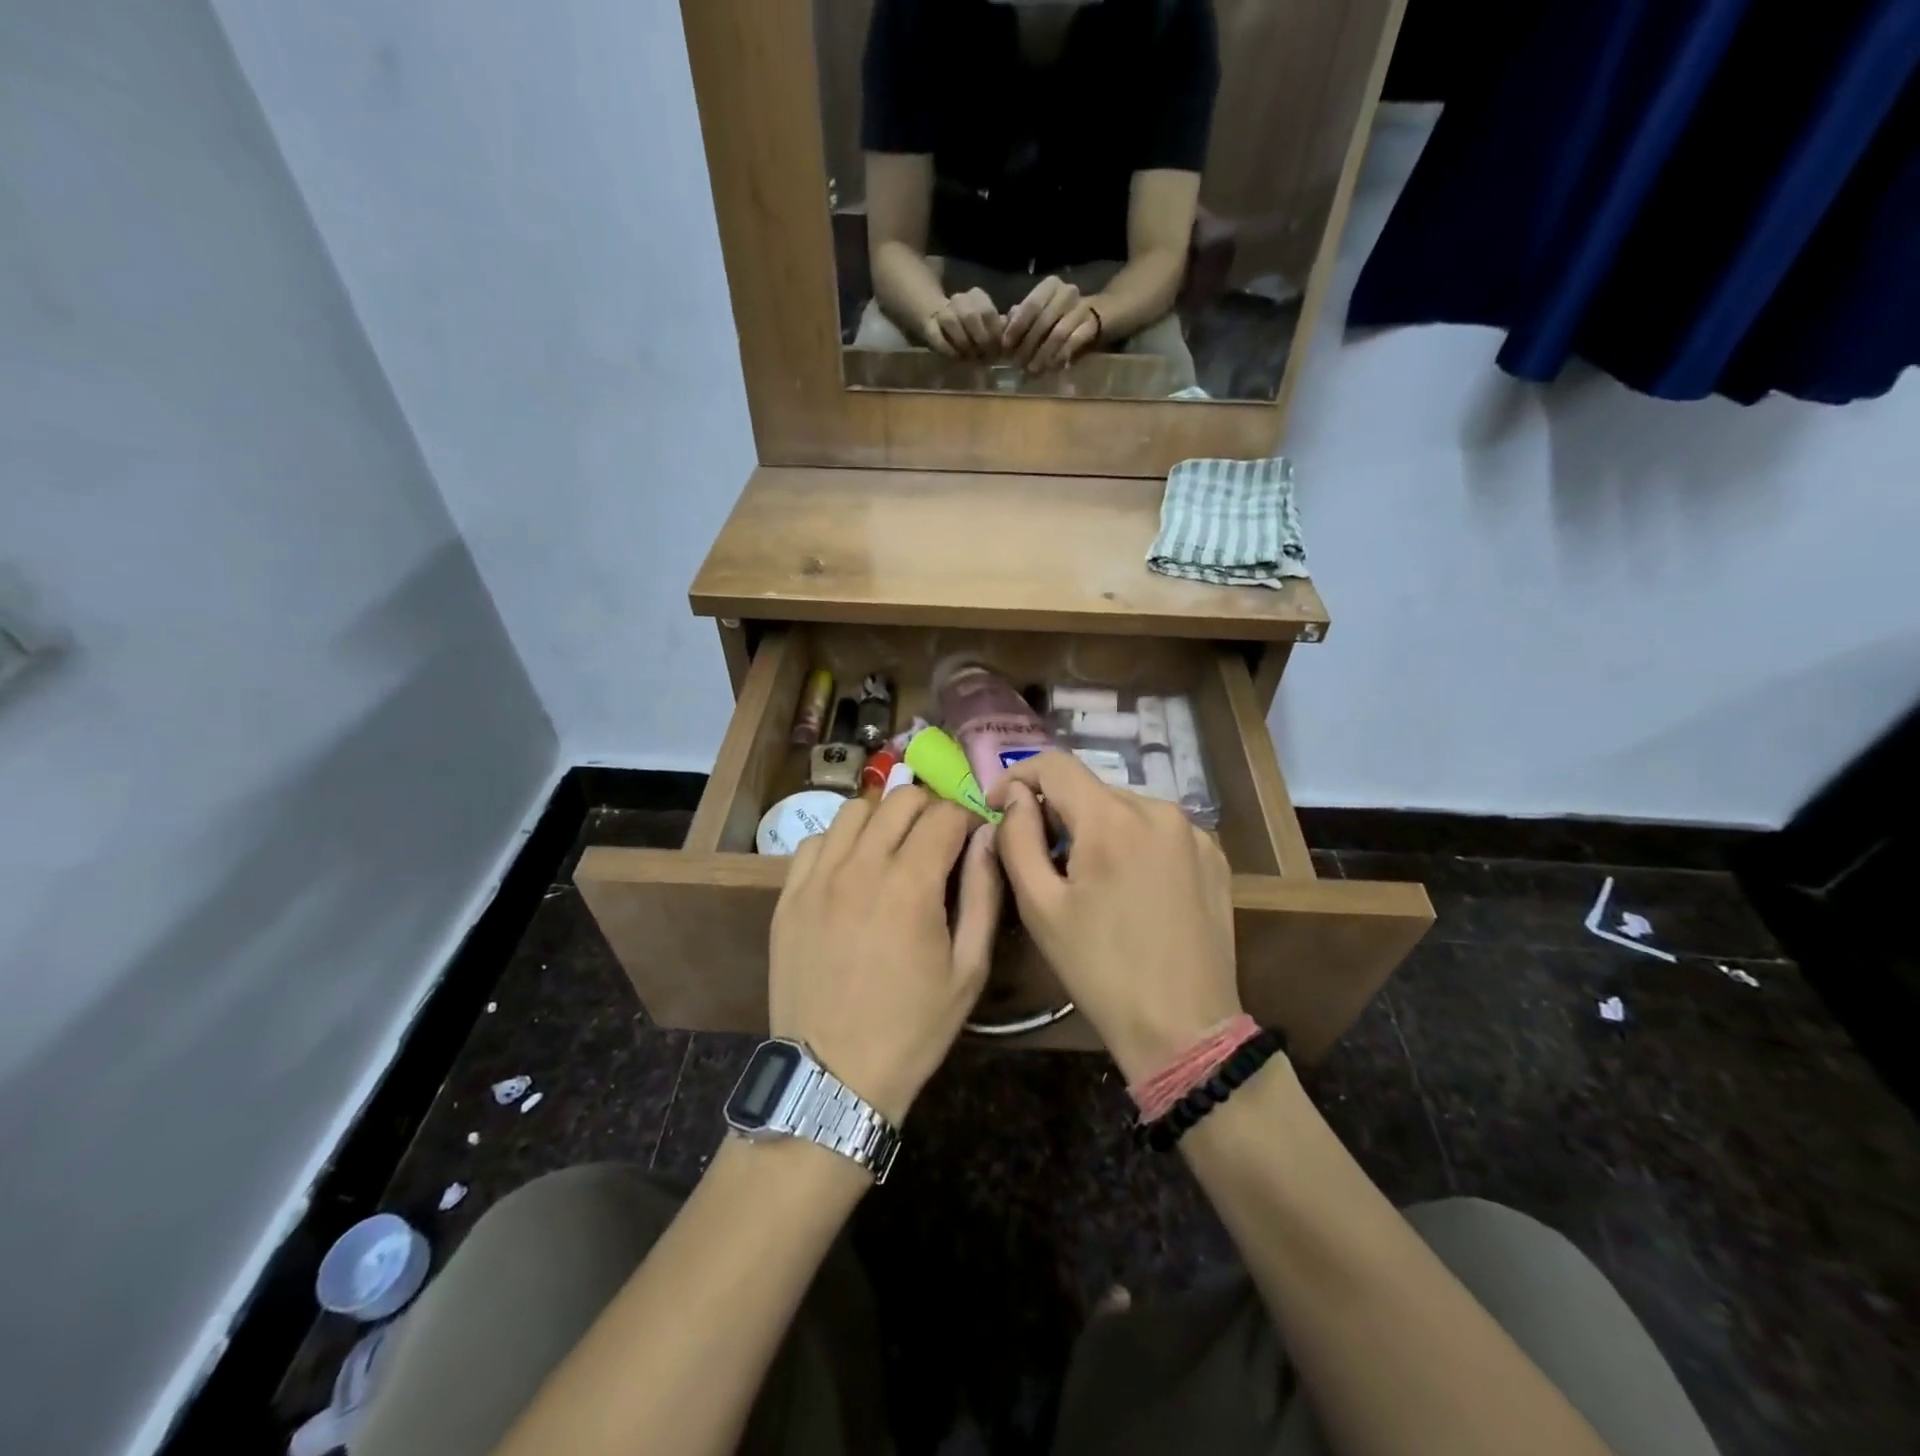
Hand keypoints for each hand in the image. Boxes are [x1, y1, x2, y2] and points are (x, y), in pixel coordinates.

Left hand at [769, 788, 1002, 1122]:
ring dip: (884, 819)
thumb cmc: (912, 1028)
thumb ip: (983, 893)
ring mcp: (818, 879)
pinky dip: (840, 842)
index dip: (968, 819)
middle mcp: (860, 867)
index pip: (945, 814)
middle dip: (930, 809)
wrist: (833, 1076)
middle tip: (938, 841)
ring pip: (855, 810)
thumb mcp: (969, 969)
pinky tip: (851, 871)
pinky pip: (815, 841)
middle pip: (900, 799)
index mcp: (911, 884)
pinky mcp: (789, 896)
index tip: (973, 839)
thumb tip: (987, 837)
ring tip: (894, 850)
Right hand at [922, 288, 1004, 359]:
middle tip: (986, 357)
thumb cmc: (974, 331)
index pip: (988, 312)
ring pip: (951, 321)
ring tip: (971, 358)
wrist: (942, 324)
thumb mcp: (990, 326)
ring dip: (964, 343)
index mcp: (977, 297)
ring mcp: (942, 312)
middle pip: (970, 315)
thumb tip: (1011, 328)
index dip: (994, 333)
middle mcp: (959, 300)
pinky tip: (958, 358)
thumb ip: (1002, 327)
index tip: (998, 349)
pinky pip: (937, 337)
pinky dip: (948, 350)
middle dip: (981, 339)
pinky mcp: (929, 327)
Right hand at [988, 753, 1239, 1082]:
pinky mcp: (1214, 856)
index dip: (1018, 776)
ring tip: (1087, 880)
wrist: (1185, 1028)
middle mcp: (1159, 810)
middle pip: (1091, 789)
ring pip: (1125, 810)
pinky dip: (1133, 844)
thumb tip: (1015, 795)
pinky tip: (1130, 889)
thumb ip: (1018, 838)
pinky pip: (1158, 831)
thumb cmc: (1100, 970)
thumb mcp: (1040, 907)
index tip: (999, 805)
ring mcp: (1194, 832)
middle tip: (1040, 858)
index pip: (1055, 764)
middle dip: (1058, 812)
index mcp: (1112, 819)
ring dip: (1096, 829)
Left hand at [1002, 276, 1100, 371]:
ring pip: (1057, 333)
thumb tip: (1002, 329)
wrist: (1100, 315)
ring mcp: (1081, 308)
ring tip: (1032, 370)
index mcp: (1050, 286)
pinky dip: (1060, 356)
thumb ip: (1021, 318)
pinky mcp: (1092, 325)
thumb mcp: (1040, 314)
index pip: (1031, 305)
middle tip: (1017, 364)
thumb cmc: (1061, 317)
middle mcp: (1067, 292)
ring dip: (1042, 355)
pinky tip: (1051, 367)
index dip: (1017, 326)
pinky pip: (1073, 342)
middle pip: (1042, 320)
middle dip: (1027, 345)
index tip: (1006, 346)